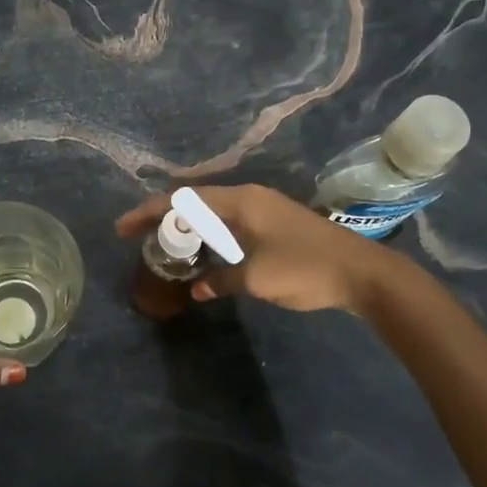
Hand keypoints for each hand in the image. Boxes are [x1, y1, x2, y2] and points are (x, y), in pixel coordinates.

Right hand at [114, 183, 397, 314]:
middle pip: (196, 202)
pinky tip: (205, 256)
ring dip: (189, 229)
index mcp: (241, 201)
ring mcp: (265, 210)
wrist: (363, 274)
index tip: (123, 227)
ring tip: (166, 247)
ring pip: (214, 214)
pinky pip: (232, 225)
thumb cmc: (305, 268)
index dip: (150, 212)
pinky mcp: (277, 226)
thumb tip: (199, 288)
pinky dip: (211, 237)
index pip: (184, 200)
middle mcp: (250, 198)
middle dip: (165, 218)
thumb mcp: (257, 278)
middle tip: (139, 238)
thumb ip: (222, 280)